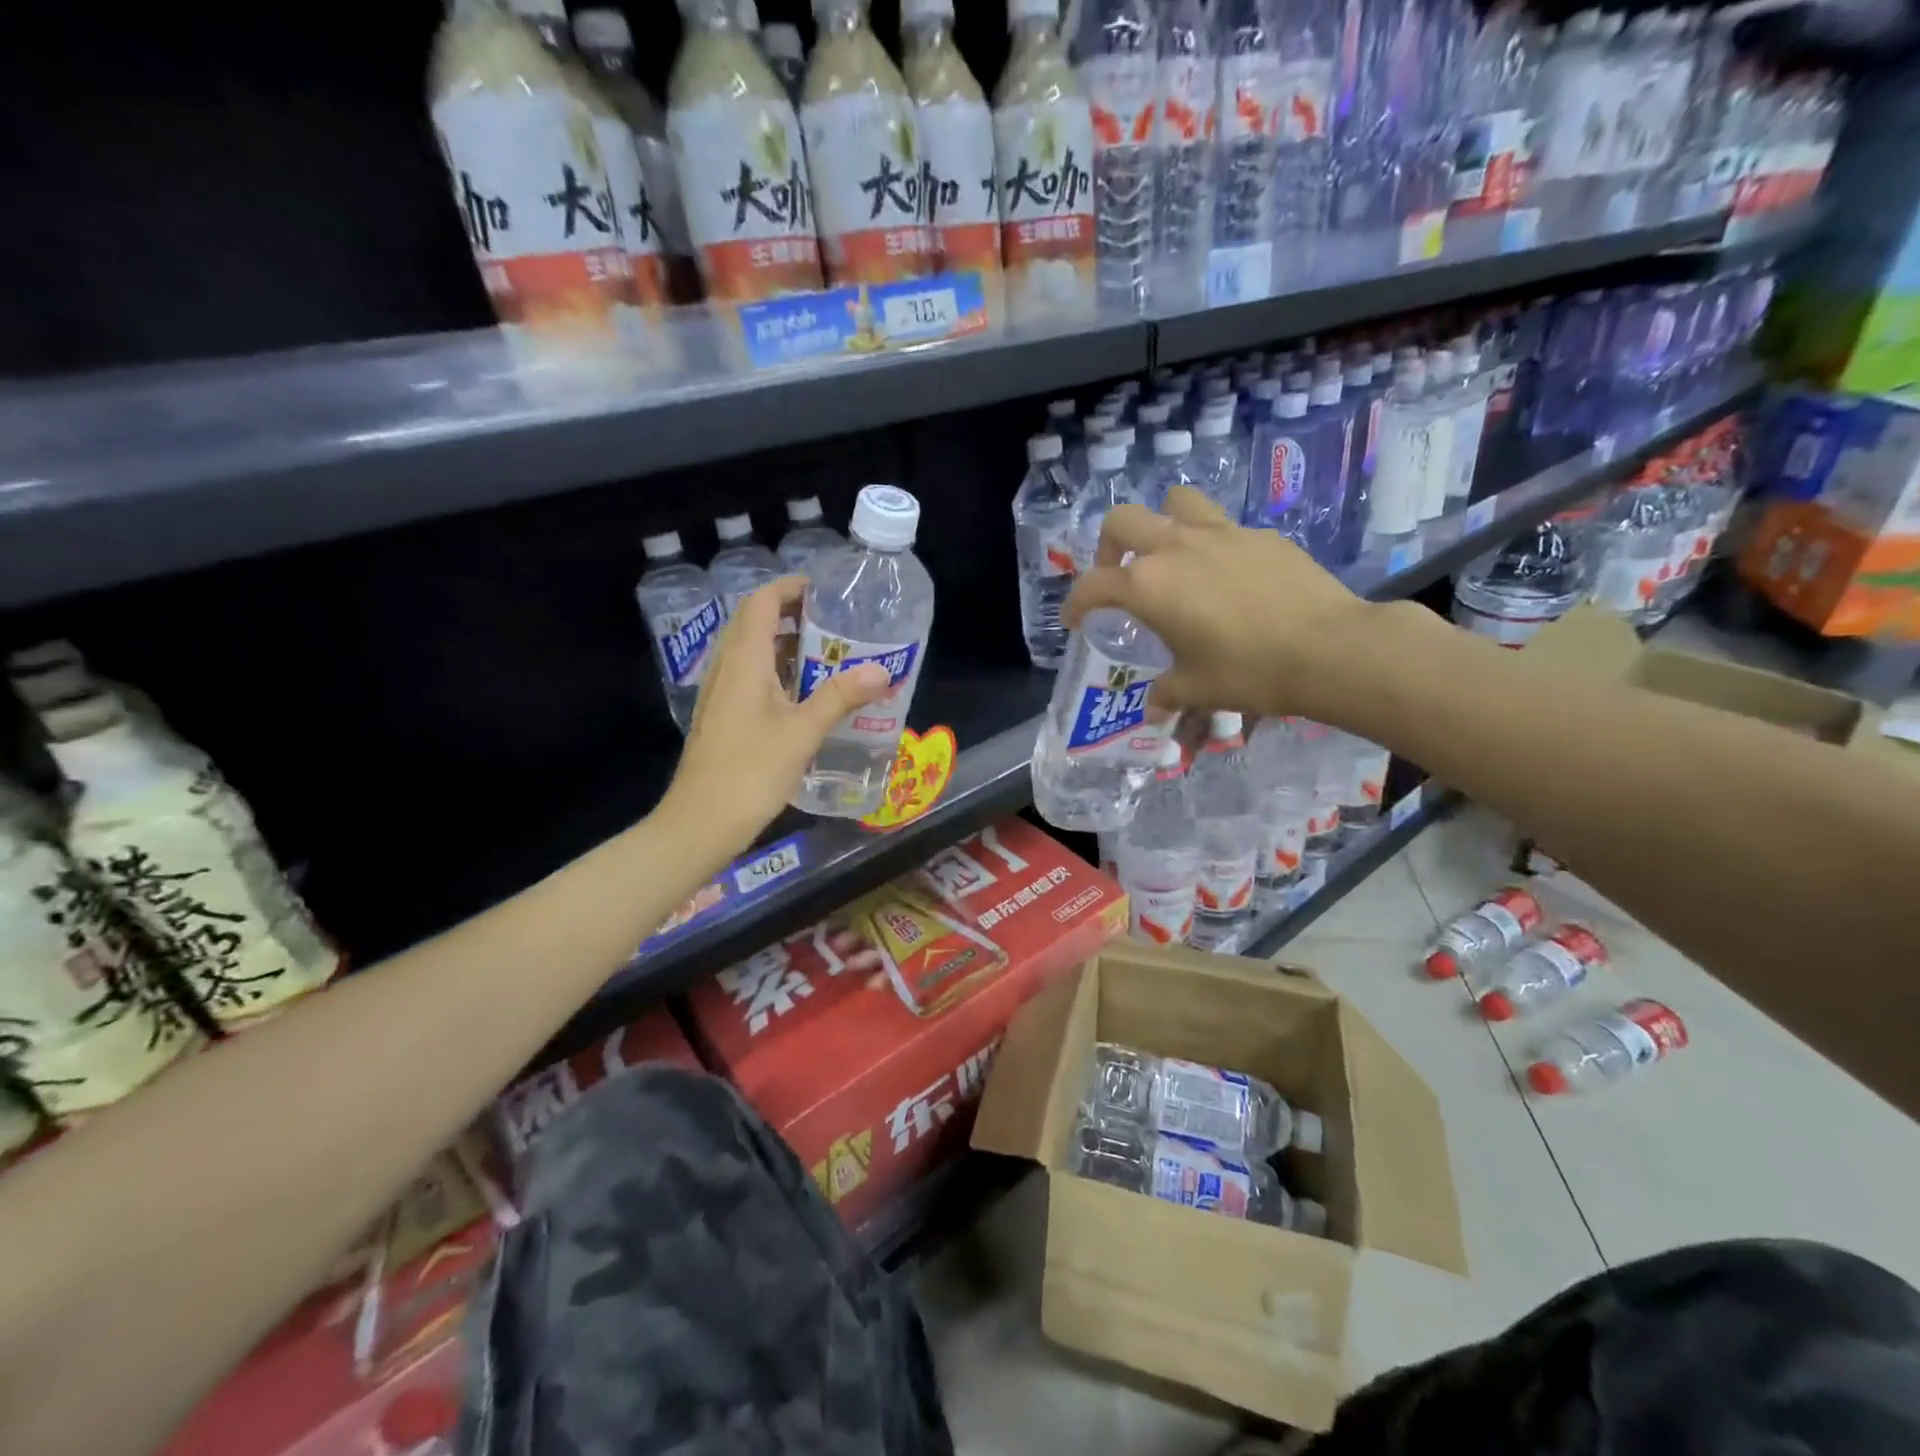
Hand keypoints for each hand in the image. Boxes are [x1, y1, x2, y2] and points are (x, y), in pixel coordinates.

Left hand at [660, 577, 889, 855]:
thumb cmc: (751, 771)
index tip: (826, 591)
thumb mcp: (802, 732)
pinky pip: (751, 676)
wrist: (701, 821)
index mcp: (743, 660)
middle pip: (755, 621)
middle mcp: (727, 667)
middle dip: (794, 614)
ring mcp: (721, 692)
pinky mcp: (723, 715)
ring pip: (753, 651)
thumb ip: (840, 697)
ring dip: (786, 644)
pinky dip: (778, 670)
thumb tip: (882, 670)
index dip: (791, 588)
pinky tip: (806, 694)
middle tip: (836, 622)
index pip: (762, 601)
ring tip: (829, 653)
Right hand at [1062, 486, 1377, 721]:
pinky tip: (1228, 579)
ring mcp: (1222, 533)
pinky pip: (1222, 527)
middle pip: (1123, 521)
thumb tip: (1155, 709)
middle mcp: (1177, 547)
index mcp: (1149, 585)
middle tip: (1119, 576)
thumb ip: (1168, 693)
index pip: (1093, 585)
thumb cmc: (1249, 671)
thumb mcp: (1198, 690)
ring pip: (1176, 502)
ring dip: (1161, 523)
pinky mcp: (1261, 535)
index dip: (1075, 603)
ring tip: (1171, 558)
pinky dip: (1211, 545)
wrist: (1330, 649)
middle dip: (1109, 546)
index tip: (1075, 620)